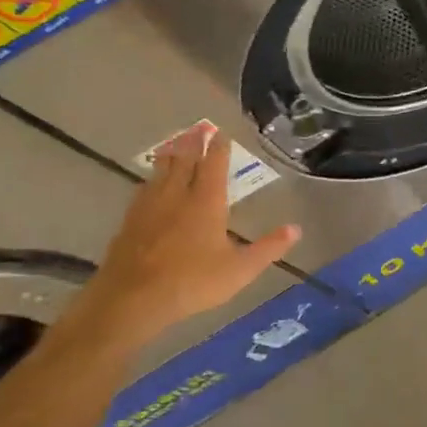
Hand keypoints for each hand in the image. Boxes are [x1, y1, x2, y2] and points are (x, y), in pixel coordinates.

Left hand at [78, 124, 300, 344]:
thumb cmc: (192, 282)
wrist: (132, 298)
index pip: (214, 166)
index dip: (219, 149)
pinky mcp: (130, 221)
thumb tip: (296, 229)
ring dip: (172, 155)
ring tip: (176, 144)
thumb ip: (268, 248)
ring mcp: (150, 207)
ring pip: (162, 171)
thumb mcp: (240, 269)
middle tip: (199, 128)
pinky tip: (150, 183)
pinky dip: (152, 178)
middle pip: (185, 161)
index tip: (222, 134)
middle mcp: (177, 196)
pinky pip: (144, 189)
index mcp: (206, 202)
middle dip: (194, 143)